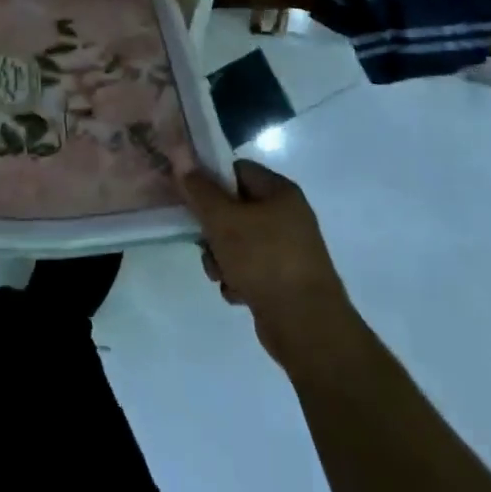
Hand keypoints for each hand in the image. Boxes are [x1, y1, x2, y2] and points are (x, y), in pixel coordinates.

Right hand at [180, 159, 360, 372]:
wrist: (307, 327)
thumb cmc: (264, 260)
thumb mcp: (223, 220)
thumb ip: (200, 190)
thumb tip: (183, 164)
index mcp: (280, 192)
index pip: (237, 170)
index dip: (211, 180)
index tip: (190, 197)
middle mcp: (288, 216)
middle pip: (235, 208)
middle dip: (213, 228)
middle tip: (203, 241)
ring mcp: (288, 250)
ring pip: (239, 241)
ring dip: (221, 257)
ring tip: (219, 274)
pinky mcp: (285, 280)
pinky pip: (251, 268)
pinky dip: (238, 278)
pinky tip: (236, 293)